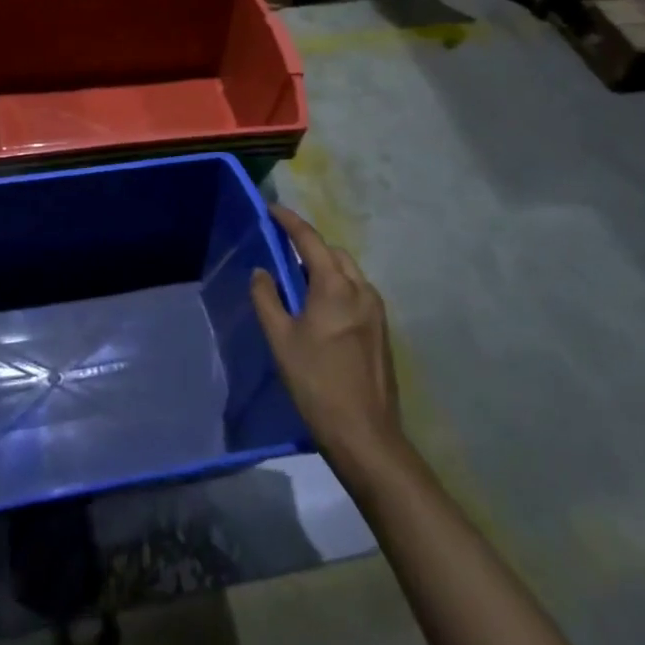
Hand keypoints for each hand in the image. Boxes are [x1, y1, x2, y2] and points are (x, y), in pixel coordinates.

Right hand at [251, 205, 403, 477]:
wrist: (365, 435)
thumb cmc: (316, 383)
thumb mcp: (281, 340)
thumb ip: (267, 298)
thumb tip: (261, 271)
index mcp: (335, 286)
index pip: (310, 240)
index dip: (289, 221)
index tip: (271, 209)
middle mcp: (361, 289)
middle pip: (333, 252)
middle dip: (309, 244)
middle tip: (282, 248)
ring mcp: (376, 310)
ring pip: (348, 272)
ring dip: (324, 266)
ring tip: (298, 279)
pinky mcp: (382, 330)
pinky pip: (356, 291)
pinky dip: (337, 285)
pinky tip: (320, 307)